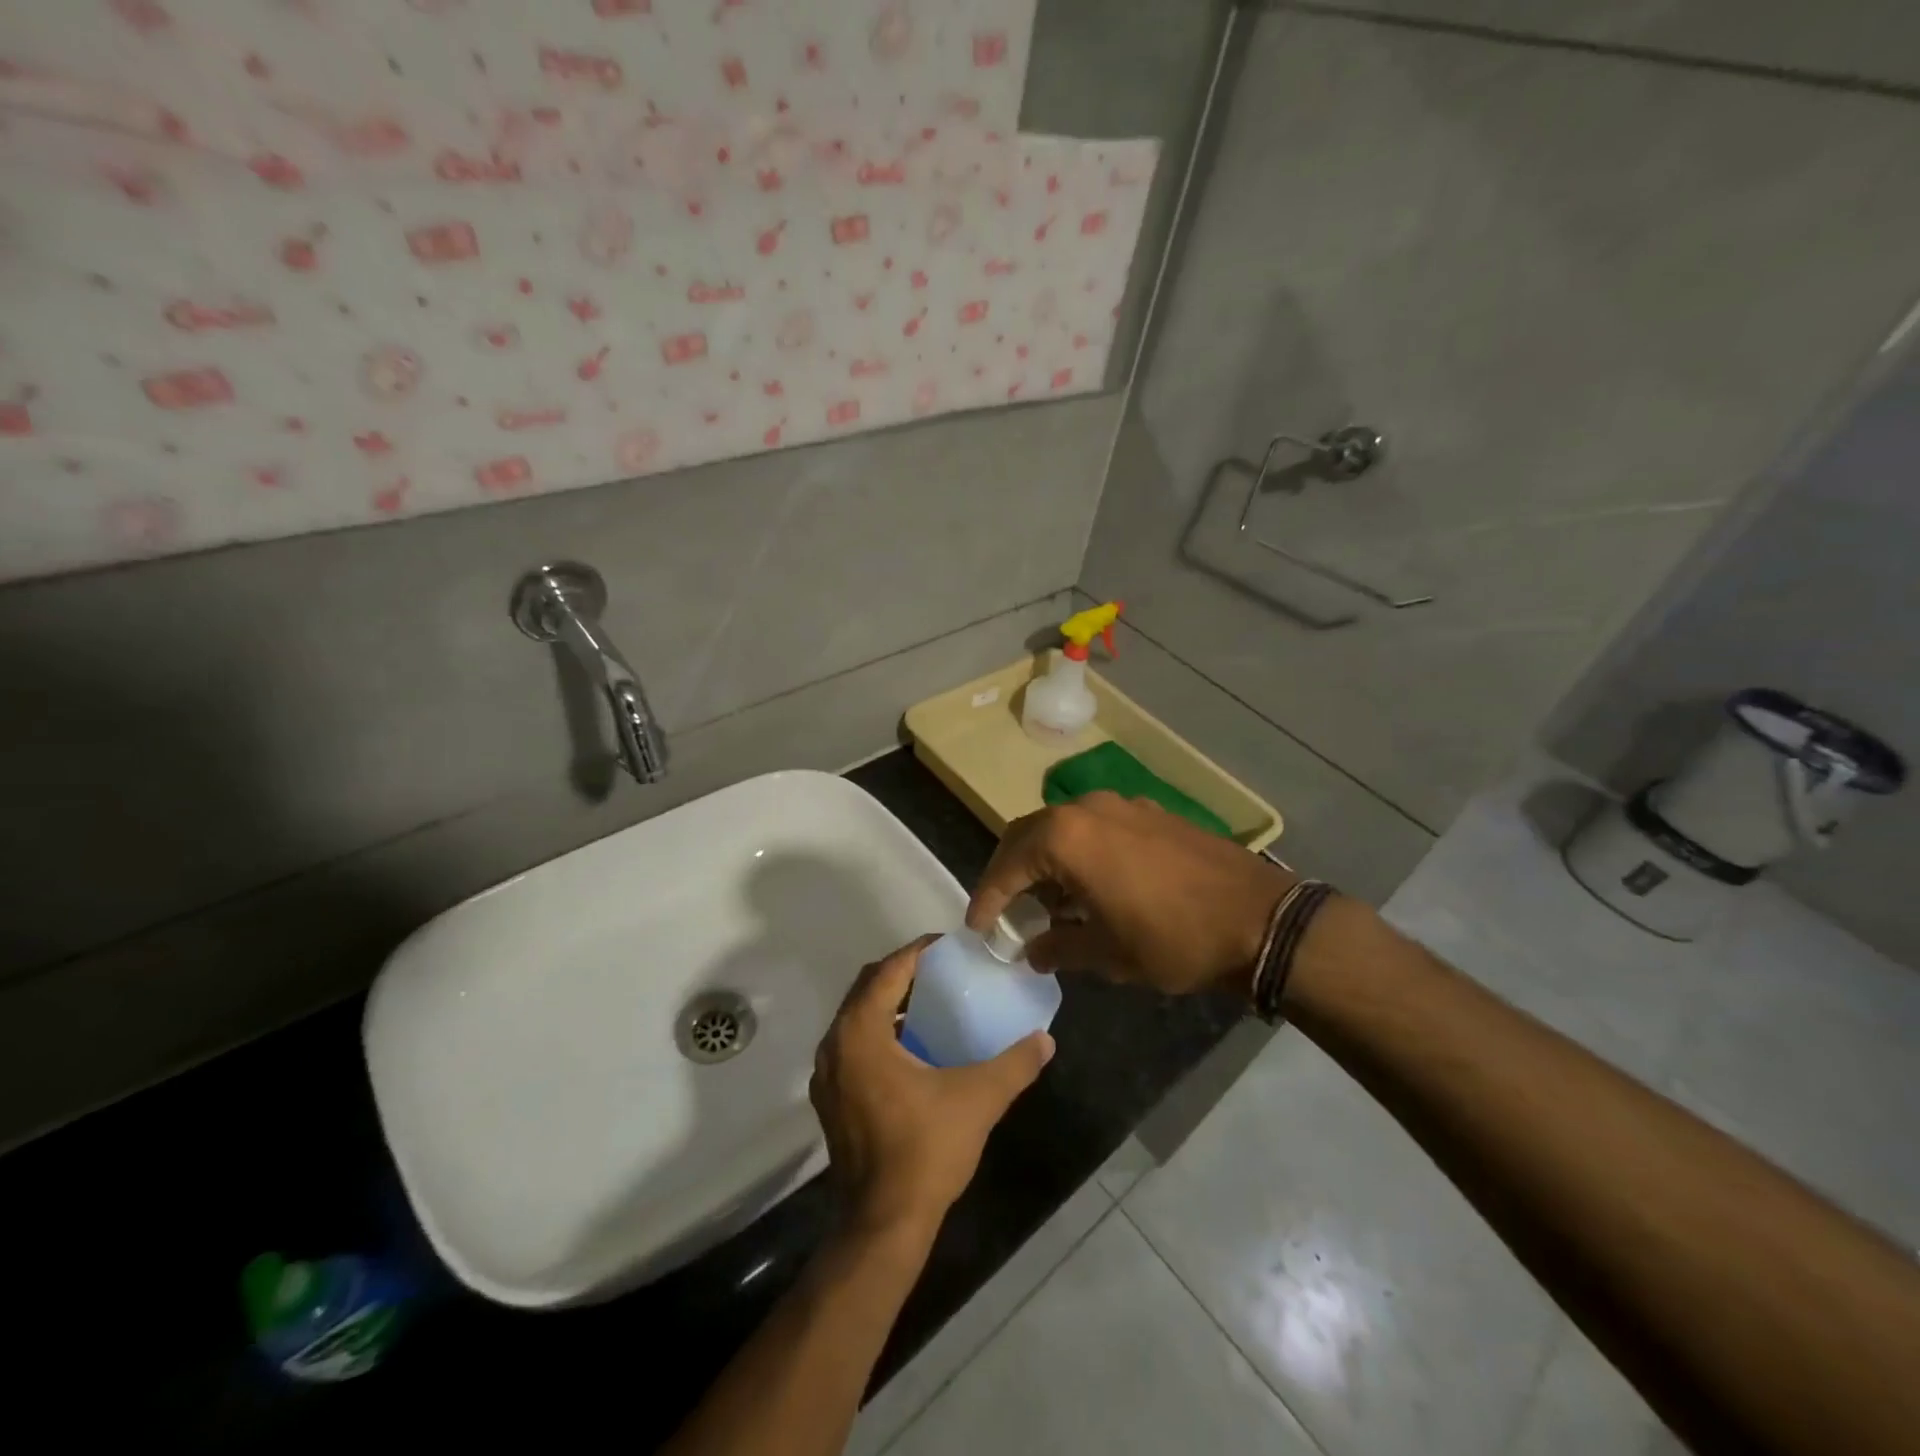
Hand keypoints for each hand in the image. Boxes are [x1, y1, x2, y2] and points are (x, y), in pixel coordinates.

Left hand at [810, 937, 1054, 1236]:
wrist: (883, 1225)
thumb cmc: (926, 1150)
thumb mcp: (978, 1099)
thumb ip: (1015, 1064)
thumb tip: (1046, 1039)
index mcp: (861, 1033)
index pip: (887, 971)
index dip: (918, 952)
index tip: (949, 945)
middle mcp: (835, 1046)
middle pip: (867, 988)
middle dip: (902, 972)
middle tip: (942, 970)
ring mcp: (828, 1075)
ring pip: (857, 1017)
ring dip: (889, 1003)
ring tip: (931, 1002)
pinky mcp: (831, 1100)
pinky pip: (853, 1045)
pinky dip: (880, 1031)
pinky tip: (914, 1048)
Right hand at [967, 793, 1294, 997]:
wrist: (1260, 918)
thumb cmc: (1173, 938)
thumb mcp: (1108, 954)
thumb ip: (1059, 947)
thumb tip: (1032, 950)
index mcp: (1066, 838)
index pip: (1008, 865)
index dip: (988, 898)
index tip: (978, 926)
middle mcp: (1087, 808)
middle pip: (1028, 834)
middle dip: (1011, 871)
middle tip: (1004, 908)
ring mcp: (1122, 804)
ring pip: (1063, 827)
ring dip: (1046, 860)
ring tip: (1050, 903)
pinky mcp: (1149, 812)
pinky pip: (1096, 826)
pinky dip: (1079, 852)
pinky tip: (1092, 886)